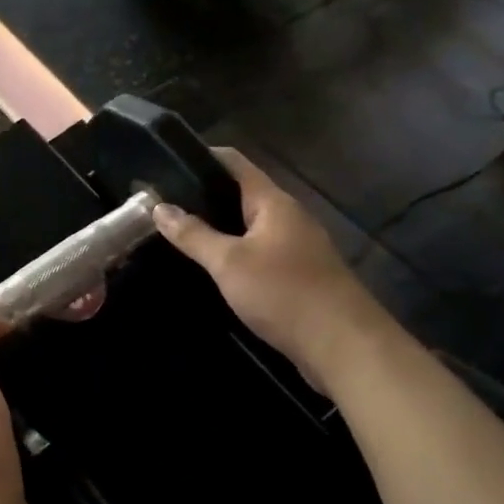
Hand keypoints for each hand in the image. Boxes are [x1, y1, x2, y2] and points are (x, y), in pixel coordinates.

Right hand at [151, 147, 380, 368]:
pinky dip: (233, 251)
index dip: (203, 157)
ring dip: (218, 226)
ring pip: (249, 225)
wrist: (344, 347)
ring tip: (179, 232)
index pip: (235, 163)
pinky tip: (212, 266)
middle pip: (241, 193)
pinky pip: (258, 251)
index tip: (167, 163)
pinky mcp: (298, 274)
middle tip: (163, 203)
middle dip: (204, 196)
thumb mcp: (229, 263)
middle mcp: (288, 217)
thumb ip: (193, 234)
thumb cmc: (284, 293)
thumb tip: (159, 207)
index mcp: (274, 202)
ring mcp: (296, 246)